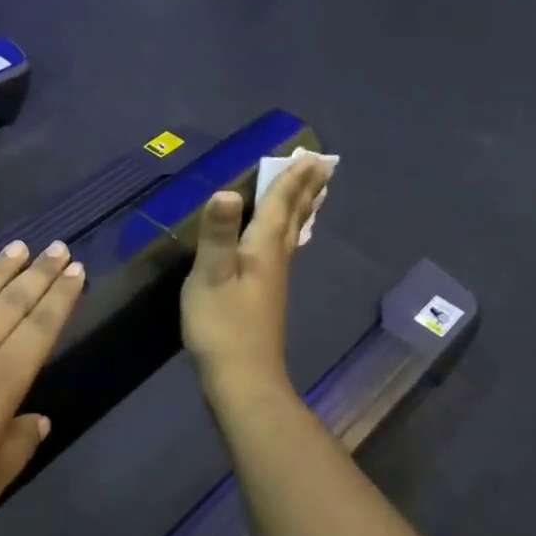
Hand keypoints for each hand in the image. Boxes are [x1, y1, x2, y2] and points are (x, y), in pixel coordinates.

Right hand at [181, 155, 331, 400]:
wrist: (242, 380)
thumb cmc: (222, 327)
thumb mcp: (211, 278)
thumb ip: (217, 235)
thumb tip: (226, 191)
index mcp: (262, 250)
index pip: (279, 206)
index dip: (290, 180)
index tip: (311, 155)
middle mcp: (275, 260)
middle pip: (294, 217)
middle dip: (305, 189)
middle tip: (324, 165)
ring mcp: (274, 281)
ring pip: (293, 234)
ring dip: (303, 209)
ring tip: (315, 193)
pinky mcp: (268, 297)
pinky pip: (285, 249)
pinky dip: (291, 233)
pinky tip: (285, 241)